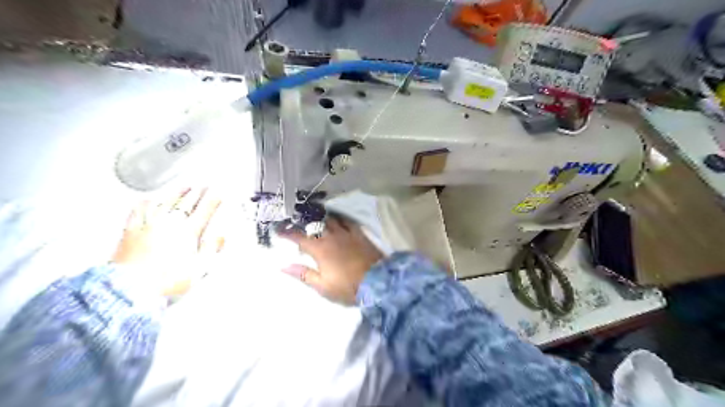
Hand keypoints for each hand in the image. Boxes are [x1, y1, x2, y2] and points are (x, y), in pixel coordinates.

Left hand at [109, 186, 222, 295]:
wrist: (129, 290)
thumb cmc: (166, 281)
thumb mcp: (198, 269)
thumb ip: (211, 250)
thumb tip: (220, 237)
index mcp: (188, 232)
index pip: (204, 211)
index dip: (213, 200)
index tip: (218, 192)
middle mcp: (169, 224)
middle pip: (186, 203)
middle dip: (197, 193)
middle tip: (204, 186)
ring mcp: (149, 225)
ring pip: (165, 202)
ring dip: (176, 193)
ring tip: (183, 187)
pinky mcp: (130, 231)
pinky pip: (138, 211)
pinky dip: (145, 203)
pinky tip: (148, 199)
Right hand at [276, 216, 381, 305]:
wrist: (377, 282)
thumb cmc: (348, 287)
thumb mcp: (323, 286)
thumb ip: (303, 274)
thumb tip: (283, 266)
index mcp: (320, 249)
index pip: (300, 238)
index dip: (288, 233)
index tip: (278, 230)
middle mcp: (332, 237)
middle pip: (315, 225)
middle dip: (305, 223)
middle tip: (299, 223)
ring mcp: (347, 233)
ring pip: (331, 220)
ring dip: (321, 219)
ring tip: (316, 218)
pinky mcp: (359, 234)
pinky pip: (348, 221)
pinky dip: (340, 219)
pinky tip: (338, 219)